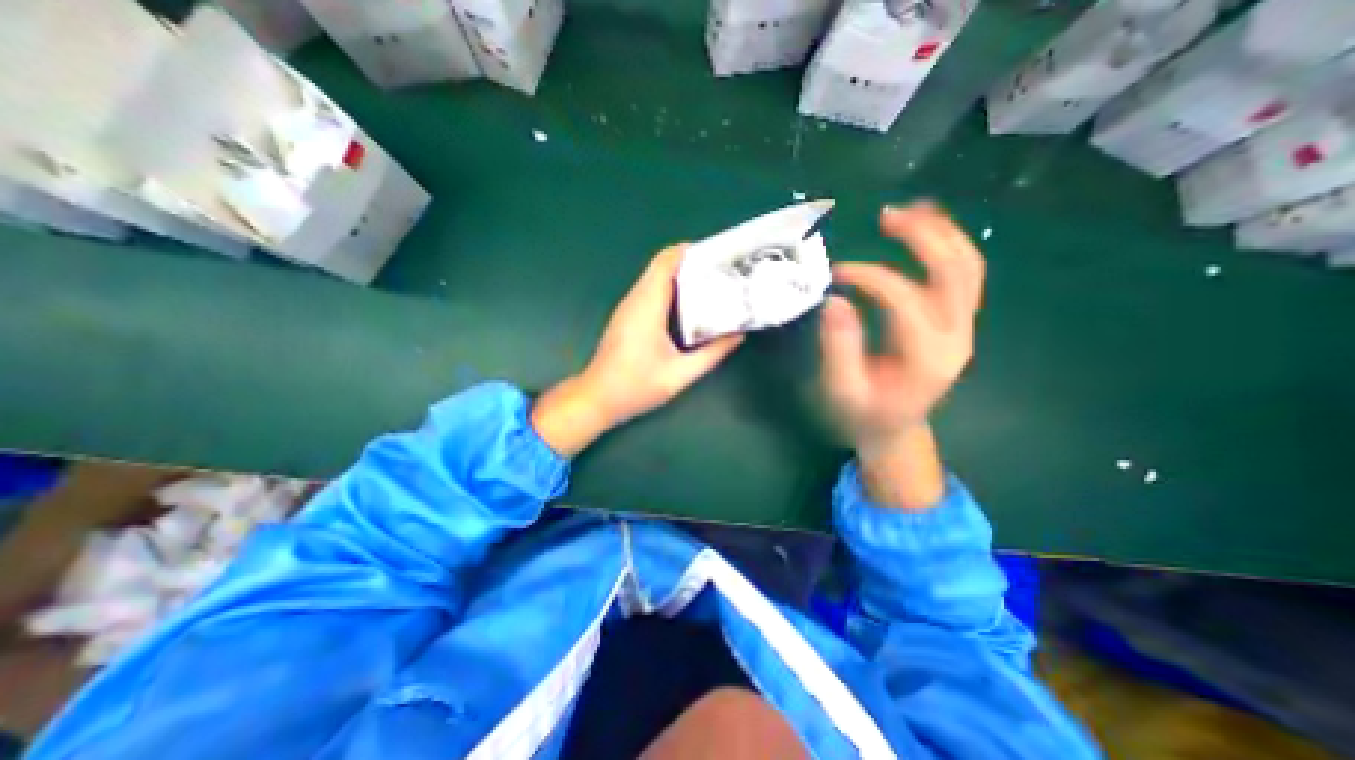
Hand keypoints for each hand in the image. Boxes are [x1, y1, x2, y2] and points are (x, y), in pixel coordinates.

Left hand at [529, 245, 740, 457]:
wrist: (598, 397)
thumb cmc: (637, 385)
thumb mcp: (681, 374)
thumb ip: (712, 354)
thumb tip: (737, 335)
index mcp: (647, 306)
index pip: (665, 262)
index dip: (689, 252)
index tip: (715, 255)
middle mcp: (635, 299)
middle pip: (660, 265)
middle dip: (689, 262)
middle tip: (719, 271)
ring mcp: (627, 307)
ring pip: (653, 277)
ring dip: (679, 275)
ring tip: (708, 284)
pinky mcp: (625, 316)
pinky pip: (648, 290)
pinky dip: (668, 288)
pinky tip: (686, 304)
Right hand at [825, 202, 985, 509]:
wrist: (894, 429)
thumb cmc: (863, 413)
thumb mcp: (842, 389)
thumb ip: (839, 348)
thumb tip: (834, 300)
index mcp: (927, 357)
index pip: (906, 299)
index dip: (871, 277)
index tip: (836, 274)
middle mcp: (956, 337)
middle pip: (956, 271)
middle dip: (923, 236)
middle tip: (885, 216)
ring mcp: (962, 328)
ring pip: (968, 266)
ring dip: (942, 233)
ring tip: (908, 211)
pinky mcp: (956, 322)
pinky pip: (963, 275)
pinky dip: (947, 245)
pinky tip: (924, 229)